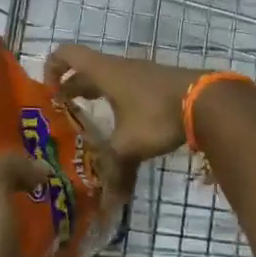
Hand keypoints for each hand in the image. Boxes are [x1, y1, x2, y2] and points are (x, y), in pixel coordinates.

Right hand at [45, 45, 206, 163]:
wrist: (207, 101)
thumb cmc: (158, 115)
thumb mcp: (130, 145)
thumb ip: (114, 170)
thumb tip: (107, 202)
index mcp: (104, 73)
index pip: (67, 54)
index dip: (52, 67)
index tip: (48, 92)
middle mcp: (119, 67)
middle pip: (86, 70)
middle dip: (72, 89)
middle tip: (62, 112)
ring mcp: (141, 73)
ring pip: (109, 79)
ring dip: (96, 95)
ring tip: (91, 122)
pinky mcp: (158, 83)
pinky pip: (128, 87)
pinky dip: (118, 101)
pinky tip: (124, 125)